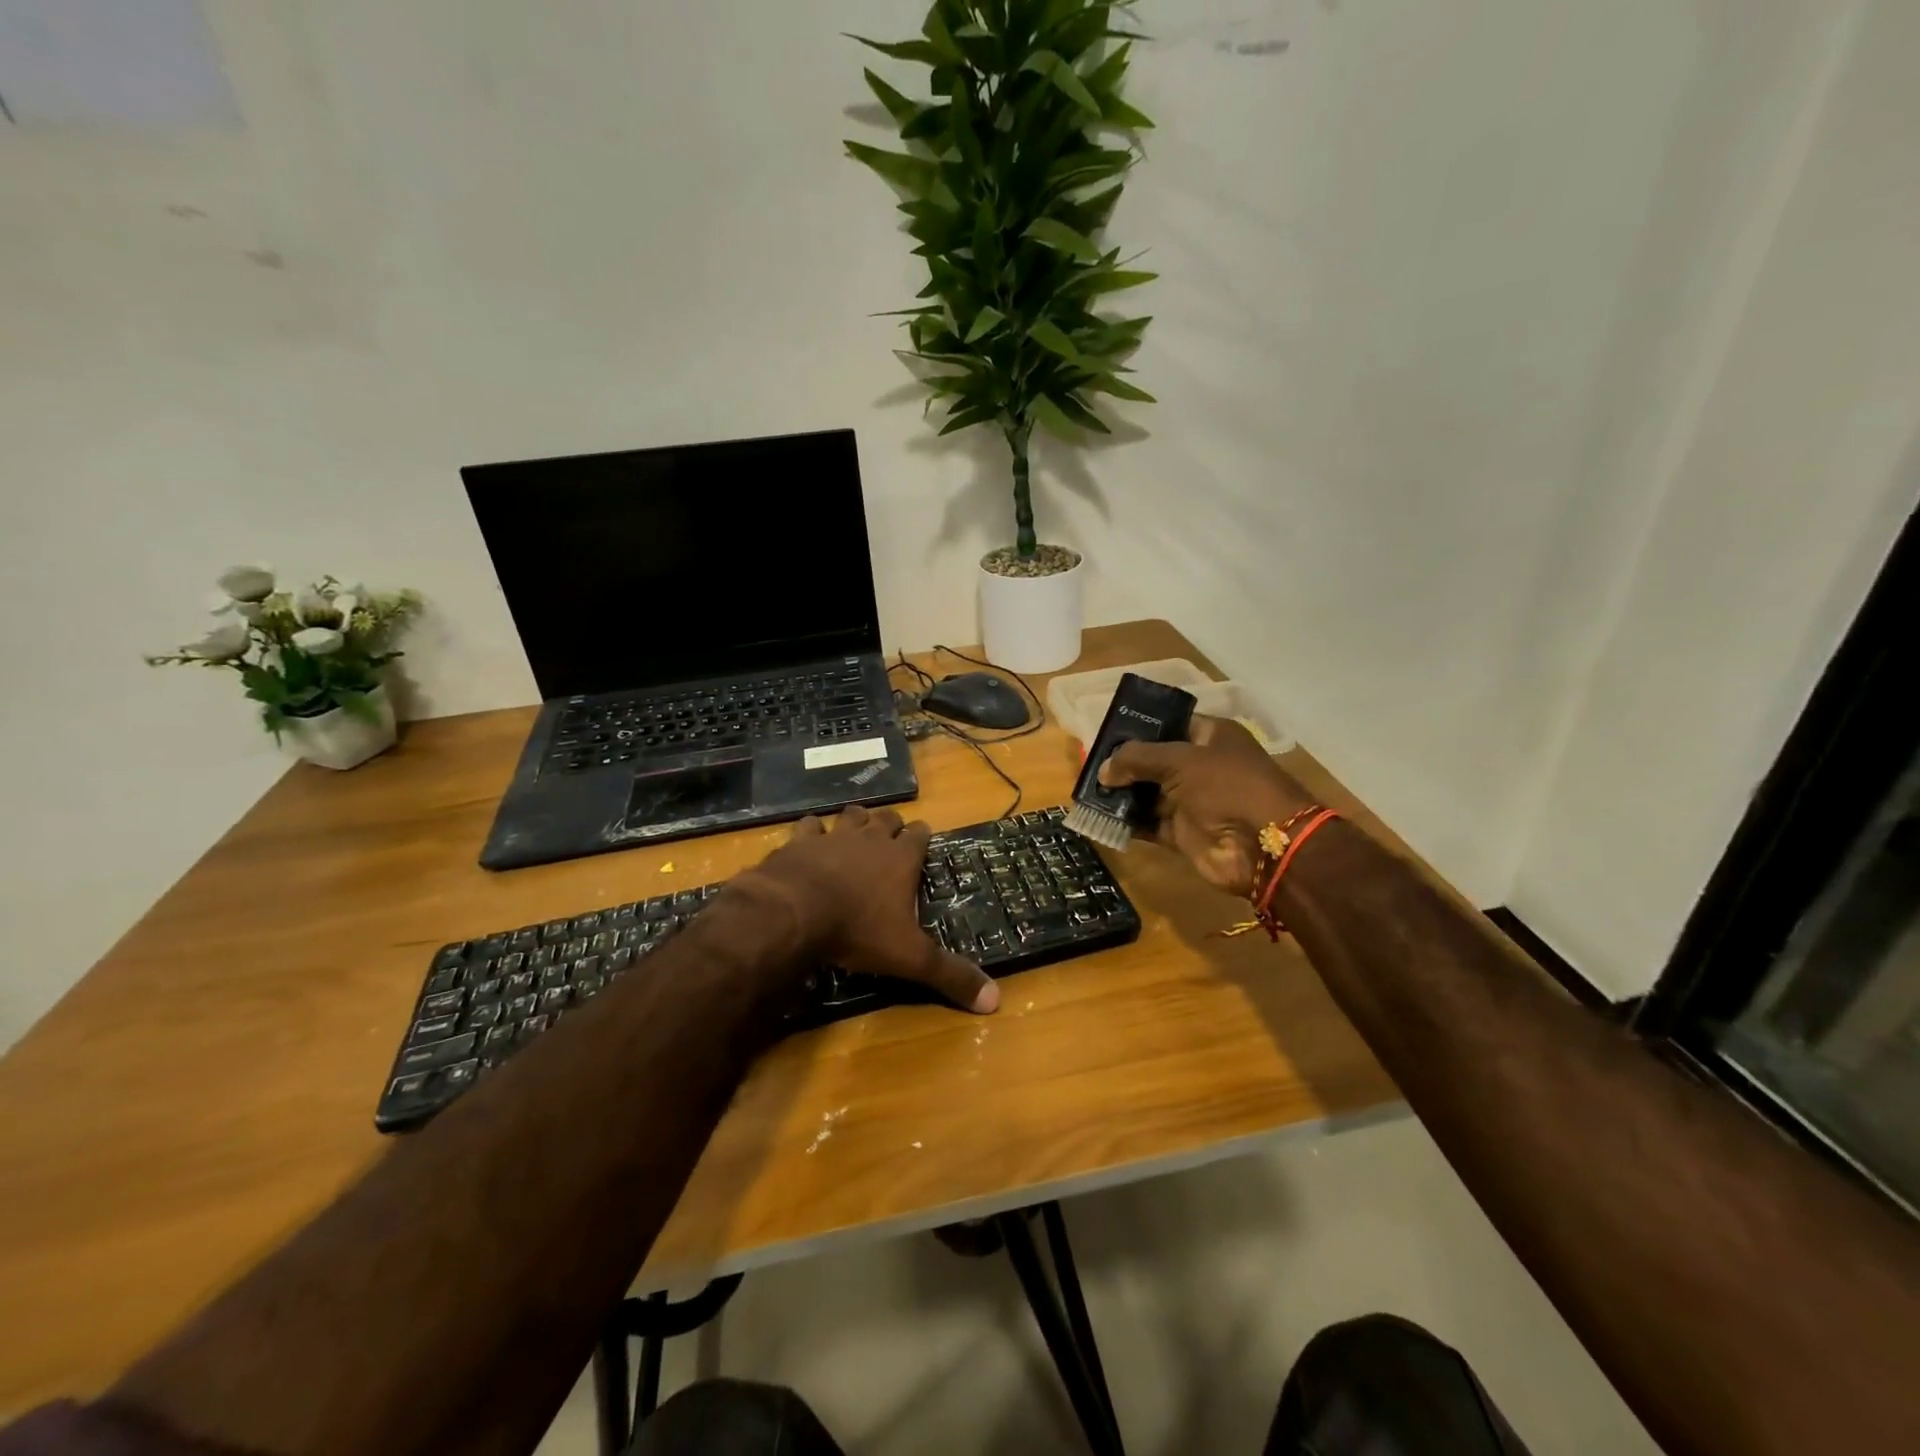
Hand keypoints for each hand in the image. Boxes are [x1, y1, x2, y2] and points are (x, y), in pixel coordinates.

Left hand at [739, 805, 999, 1012]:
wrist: (795, 913)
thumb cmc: (858, 930)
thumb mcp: (910, 957)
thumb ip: (950, 975)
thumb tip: (995, 1001)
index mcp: (901, 859)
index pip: (920, 835)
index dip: (922, 837)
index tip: (923, 841)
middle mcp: (870, 839)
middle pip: (886, 818)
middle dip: (891, 825)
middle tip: (891, 838)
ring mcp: (833, 836)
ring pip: (851, 815)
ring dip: (855, 821)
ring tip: (855, 831)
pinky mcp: (800, 842)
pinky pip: (809, 826)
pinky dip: (812, 831)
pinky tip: (811, 841)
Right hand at [1097, 714, 1312, 897]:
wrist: (1264, 846)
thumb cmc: (1227, 786)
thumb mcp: (1180, 760)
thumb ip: (1137, 759)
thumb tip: (1103, 770)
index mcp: (1210, 737)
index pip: (1169, 724)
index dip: (1139, 728)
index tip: (1105, 733)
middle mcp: (1201, 766)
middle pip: (1154, 760)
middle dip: (1123, 764)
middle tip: (1088, 765)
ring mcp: (1192, 801)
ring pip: (1148, 793)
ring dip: (1121, 794)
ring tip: (1087, 791)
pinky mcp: (1184, 832)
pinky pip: (1149, 823)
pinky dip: (1127, 822)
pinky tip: (1100, 818)